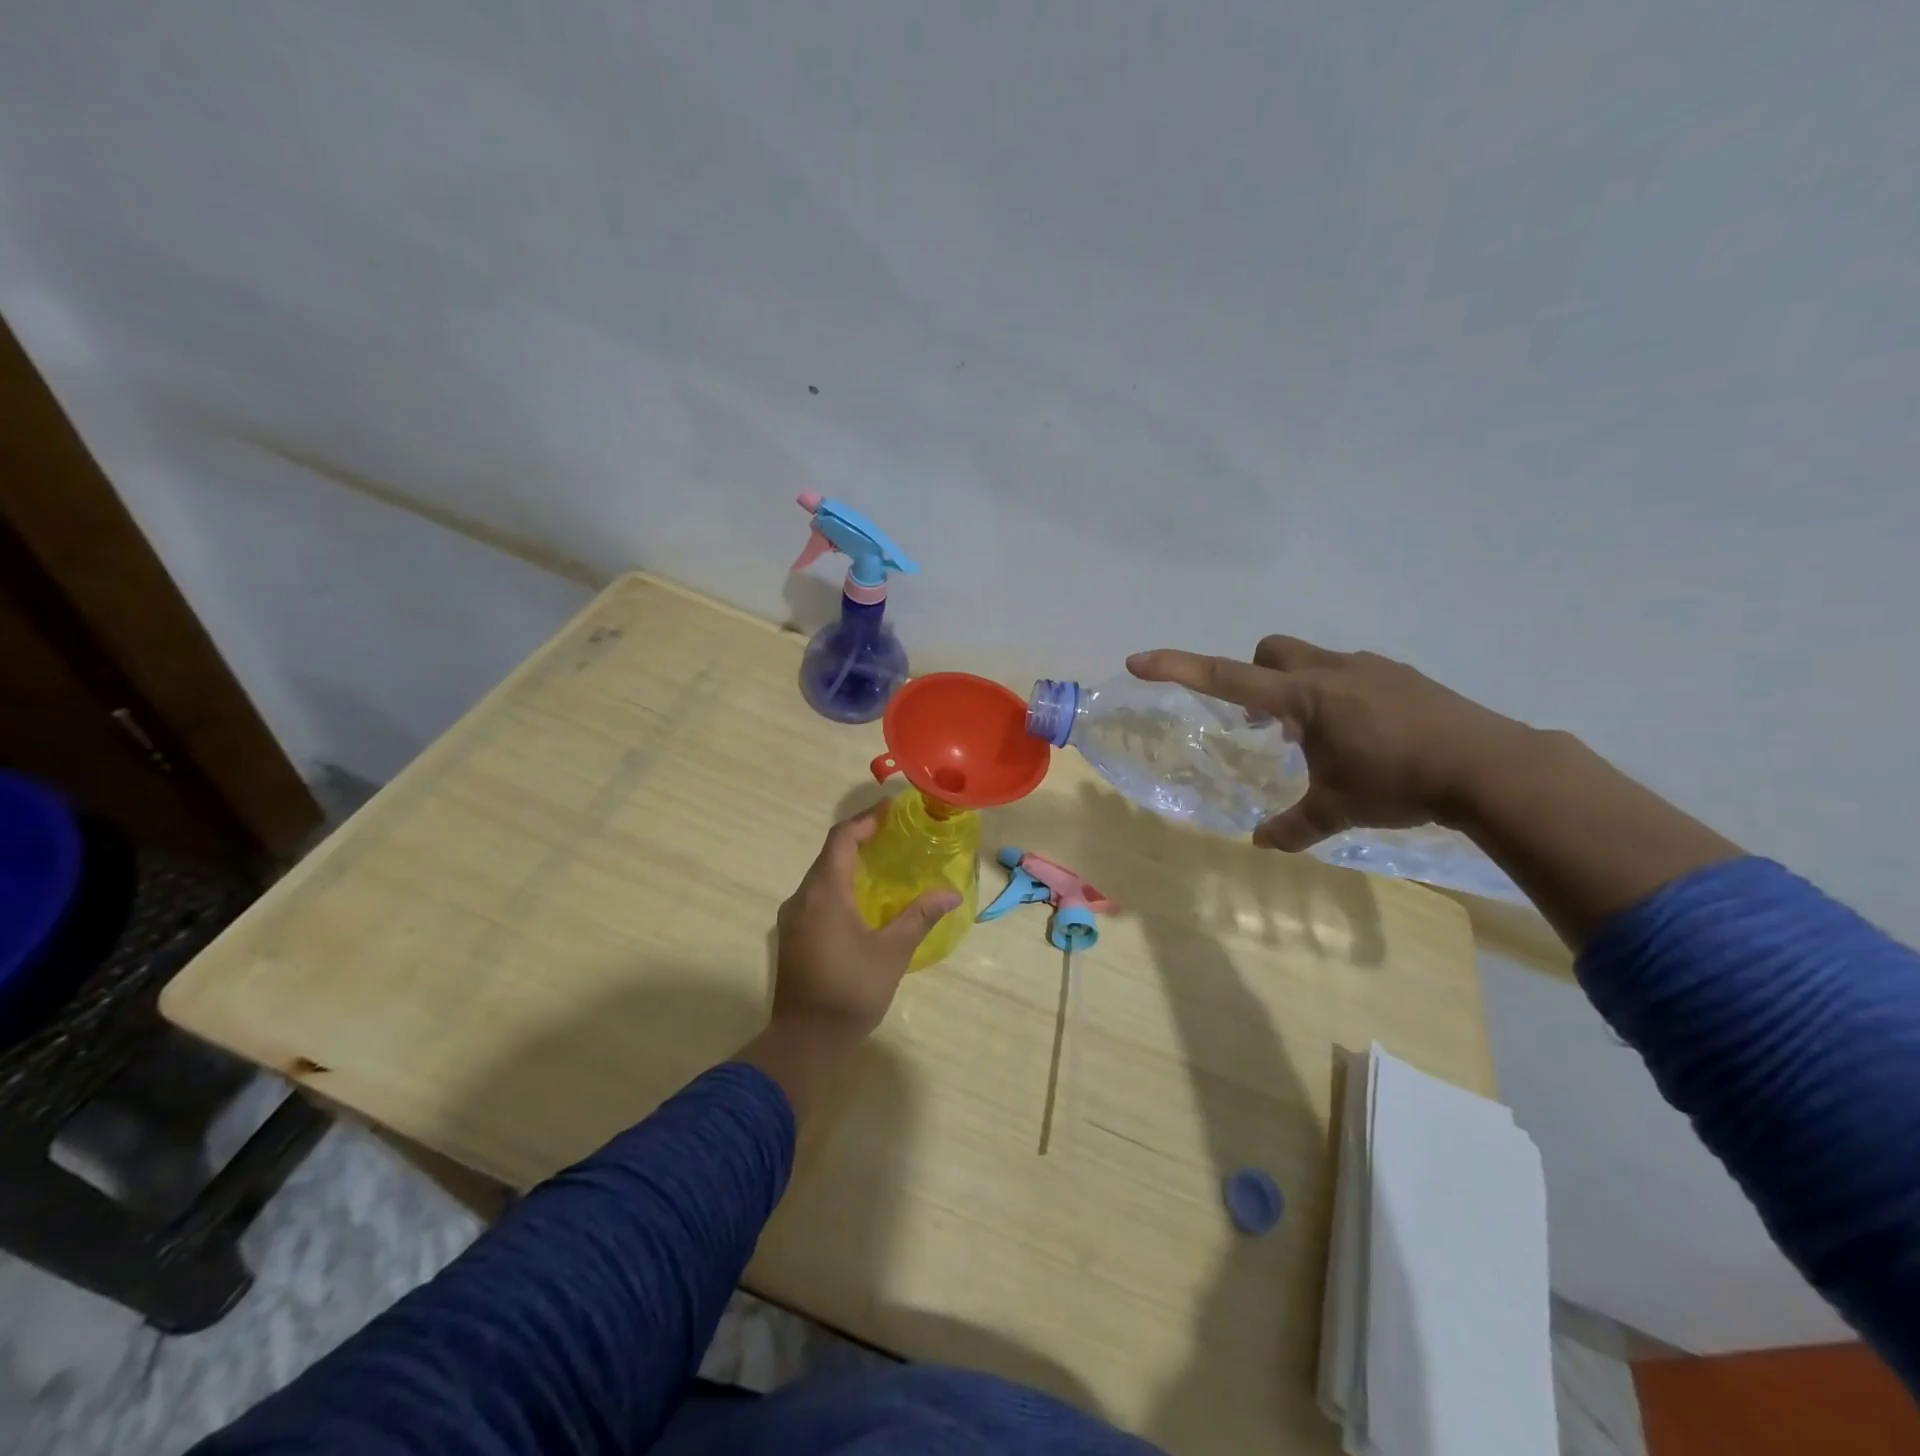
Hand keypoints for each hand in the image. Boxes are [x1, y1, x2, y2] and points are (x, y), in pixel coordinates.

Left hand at [771, 802, 961, 1040]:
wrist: (805, 1040)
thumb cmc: (851, 991)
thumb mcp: (892, 952)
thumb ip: (919, 917)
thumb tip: (952, 894)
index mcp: (824, 893)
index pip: (841, 839)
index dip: (864, 820)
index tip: (890, 811)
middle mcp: (801, 898)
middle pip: (828, 854)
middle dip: (858, 839)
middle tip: (892, 835)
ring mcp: (792, 918)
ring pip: (819, 876)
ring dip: (847, 863)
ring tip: (880, 863)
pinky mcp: (791, 936)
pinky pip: (814, 896)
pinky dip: (837, 885)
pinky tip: (859, 900)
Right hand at [1127, 637, 1535, 851]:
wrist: (1490, 766)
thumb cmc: (1399, 783)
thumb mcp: (1339, 810)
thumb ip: (1295, 826)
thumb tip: (1261, 845)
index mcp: (1303, 698)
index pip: (1226, 676)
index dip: (1179, 667)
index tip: (1140, 660)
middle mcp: (1330, 670)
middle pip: (1270, 650)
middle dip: (1254, 676)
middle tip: (1265, 724)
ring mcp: (1370, 667)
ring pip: (1311, 660)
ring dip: (1297, 689)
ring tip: (1315, 738)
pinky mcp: (1400, 675)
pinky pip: (1349, 673)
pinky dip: (1337, 695)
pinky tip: (1361, 735)